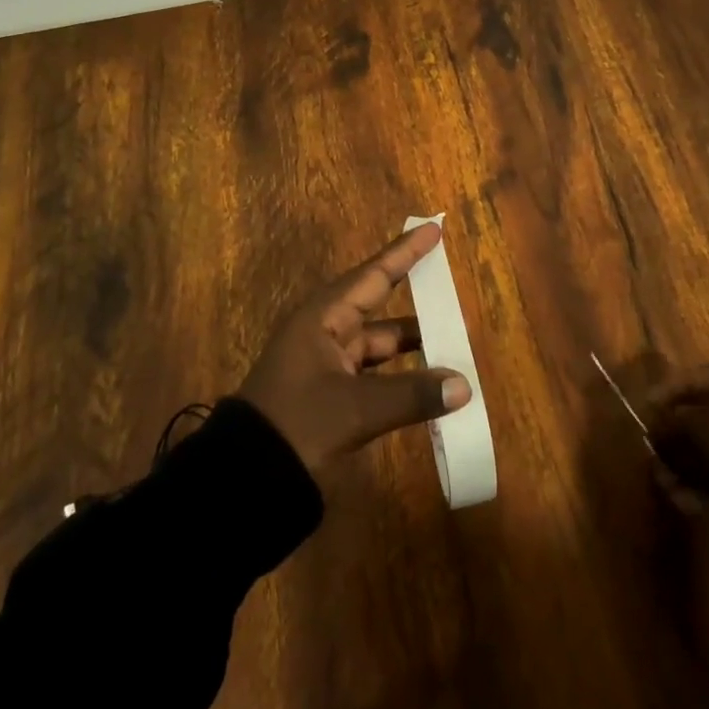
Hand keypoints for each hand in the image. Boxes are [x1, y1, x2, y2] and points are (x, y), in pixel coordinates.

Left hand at [239, 223, 471, 477]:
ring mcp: (327, 365)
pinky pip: (375, 375)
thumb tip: (464, 385)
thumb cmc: (297, 424)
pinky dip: (401, 377)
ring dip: (413, 348)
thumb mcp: (355, 408)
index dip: (405, 253)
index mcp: (324, 317)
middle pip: (380, 309)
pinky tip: (428, 386)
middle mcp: (326, 332)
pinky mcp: (330, 395)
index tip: (433, 229)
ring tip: (454, 346)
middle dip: (418, 304)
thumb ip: (411, 395)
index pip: (374, 275)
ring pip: (380, 345)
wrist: (245, 478)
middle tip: (454, 295)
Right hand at [646, 362, 708, 508]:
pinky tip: (690, 500)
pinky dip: (708, 483)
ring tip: (668, 486)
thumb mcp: (691, 427)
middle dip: (675, 440)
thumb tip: (652, 431)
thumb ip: (667, 427)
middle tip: (655, 457)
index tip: (644, 413)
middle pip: (702, 417)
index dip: (663, 395)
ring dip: (688, 465)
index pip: (690, 379)